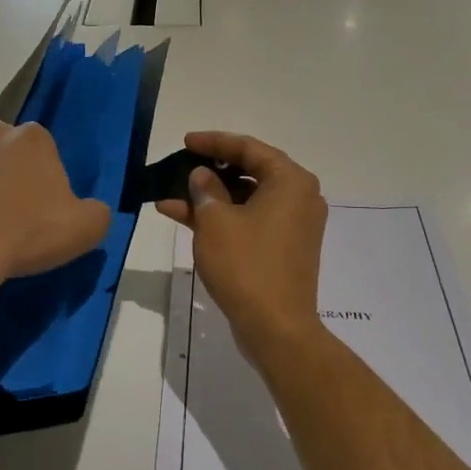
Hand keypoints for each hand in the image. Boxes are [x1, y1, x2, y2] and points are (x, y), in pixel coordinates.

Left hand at [0, 119, 112, 291]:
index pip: (43, 148)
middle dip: (7, 174)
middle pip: (4, 151)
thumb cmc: (28, 231)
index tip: (44, 207)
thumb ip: (96, 213)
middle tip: (13, 214)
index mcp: (32, 137)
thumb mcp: (86, 228)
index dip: (44, 177)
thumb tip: (92, 212)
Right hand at [156, 131, 326, 357]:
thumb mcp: (215, 221)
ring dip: (210, 198)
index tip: (185, 142)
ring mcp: (294, 225)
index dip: (213, 142)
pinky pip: (251, 221)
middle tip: (180, 166)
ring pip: (246, 199)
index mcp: (291, 181)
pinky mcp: (285, 248)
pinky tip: (184, 218)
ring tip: (170, 197)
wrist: (276, 327)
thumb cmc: (246, 265)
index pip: (248, 148)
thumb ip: (205, 189)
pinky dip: (223, 219)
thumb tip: (203, 175)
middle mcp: (300, 197)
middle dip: (210, 171)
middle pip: (250, 171)